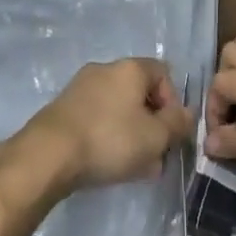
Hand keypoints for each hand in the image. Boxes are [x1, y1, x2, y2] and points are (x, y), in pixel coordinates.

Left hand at [0, 58, 193, 204]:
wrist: (48, 154)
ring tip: (134, 167)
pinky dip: (108, 135)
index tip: (171, 132)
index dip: (173, 102)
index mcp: (130, 68)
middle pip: (140, 92)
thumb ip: (177, 124)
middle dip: (152, 124)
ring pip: (118, 108)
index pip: (163, 73)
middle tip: (155, 155)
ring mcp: (81, 87)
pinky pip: (97, 117)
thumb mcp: (155, 137)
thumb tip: (187, 114)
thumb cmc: (110, 139)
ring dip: (131, 133)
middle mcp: (105, 69)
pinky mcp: (64, 107)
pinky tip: (108, 163)